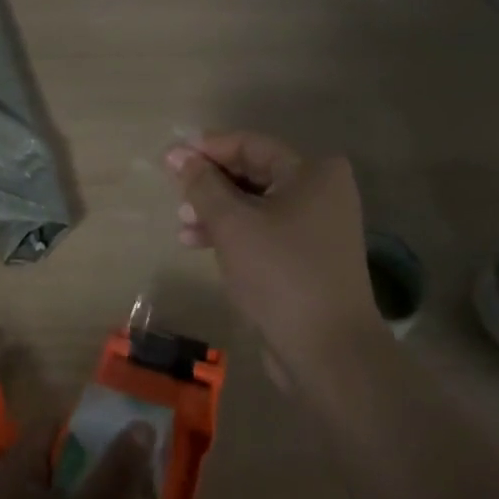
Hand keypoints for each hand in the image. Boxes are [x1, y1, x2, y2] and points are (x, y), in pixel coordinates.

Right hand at [166, 132, 379, 372]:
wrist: (328, 353)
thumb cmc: (280, 274)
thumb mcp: (232, 223)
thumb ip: (202, 184)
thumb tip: (177, 153)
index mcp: (312, 172)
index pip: (250, 144)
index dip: (207, 148)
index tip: (170, 158)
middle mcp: (320, 192)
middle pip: (252, 173)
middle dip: (210, 183)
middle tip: (175, 193)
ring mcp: (316, 227)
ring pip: (254, 204)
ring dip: (215, 211)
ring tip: (181, 225)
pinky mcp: (306, 258)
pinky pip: (262, 231)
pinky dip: (232, 233)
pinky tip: (198, 243)